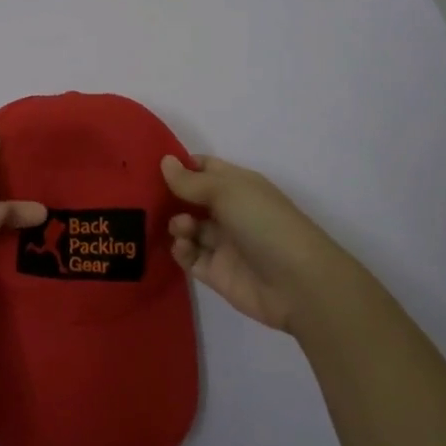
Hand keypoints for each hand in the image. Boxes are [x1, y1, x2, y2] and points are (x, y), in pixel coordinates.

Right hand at [162, 154, 365, 333]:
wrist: (298, 283)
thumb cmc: (264, 223)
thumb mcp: (227, 191)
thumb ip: (191, 180)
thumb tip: (164, 161)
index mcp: (237, 186)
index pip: (203, 169)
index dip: (179, 166)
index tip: (150, 166)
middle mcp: (229, 211)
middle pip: (190, 199)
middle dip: (169, 197)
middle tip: (147, 198)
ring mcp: (222, 243)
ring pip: (187, 228)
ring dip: (177, 224)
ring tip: (183, 228)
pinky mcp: (215, 272)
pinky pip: (189, 257)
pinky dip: (181, 250)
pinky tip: (184, 247)